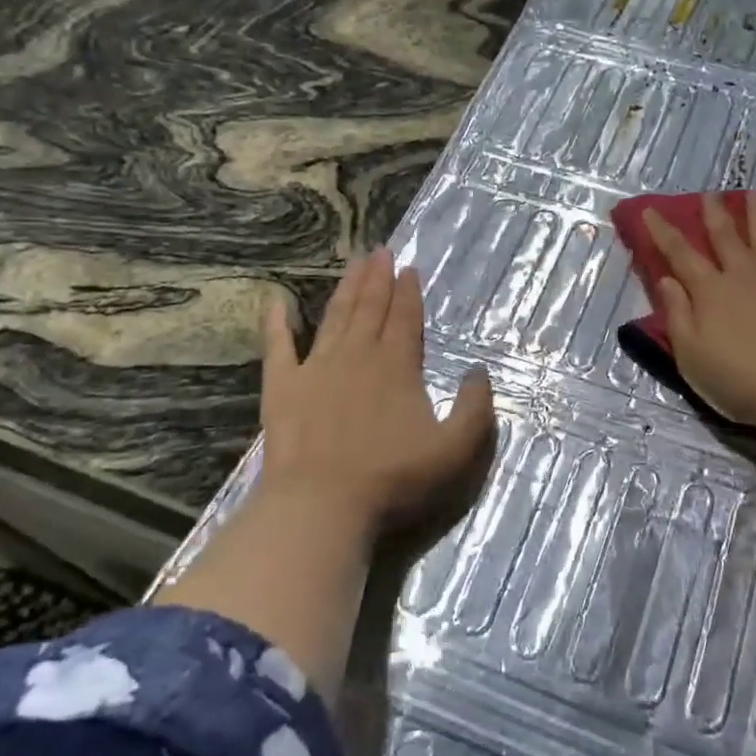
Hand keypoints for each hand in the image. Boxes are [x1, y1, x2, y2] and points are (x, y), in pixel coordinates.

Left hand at [258, 247, 495, 540]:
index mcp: (397, 365)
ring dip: (345, 289)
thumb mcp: (455, 450)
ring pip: (334, 317)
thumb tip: (479, 371)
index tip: (410, 267)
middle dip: (378, 278)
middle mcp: (358, 356)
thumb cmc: (394, 478)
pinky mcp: (283, 387)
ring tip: (353, 263)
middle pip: (370, 308)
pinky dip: (277, 323)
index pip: (405, 318)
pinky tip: (276, 301)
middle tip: (380, 250)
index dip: (409, 292)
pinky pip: (278, 346)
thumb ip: (475, 409)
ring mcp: (316, 368)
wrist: (322, 504)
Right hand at [645, 193, 755, 437]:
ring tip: (753, 191)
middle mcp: (743, 274)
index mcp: (710, 292)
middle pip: (725, 236)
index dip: (663, 232)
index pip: (680, 254)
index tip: (651, 210)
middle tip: (709, 193)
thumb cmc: (743, 382)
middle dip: (713, 213)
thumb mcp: (693, 358)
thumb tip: (666, 279)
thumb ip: (678, 316)